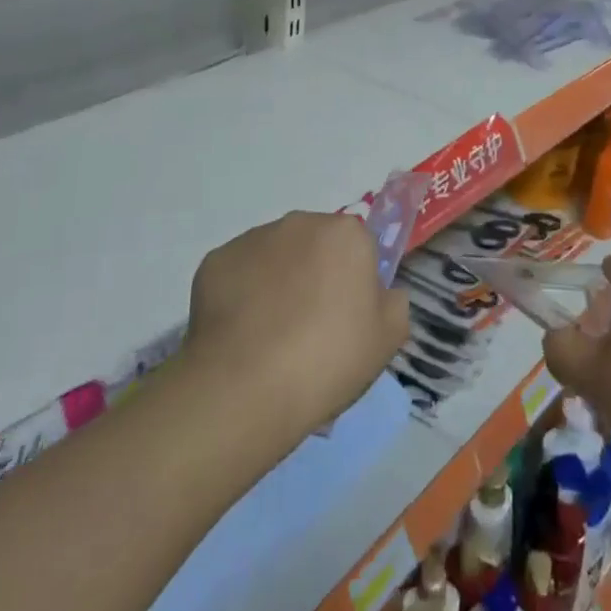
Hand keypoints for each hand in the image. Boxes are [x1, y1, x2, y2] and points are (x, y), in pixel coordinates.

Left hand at [182, 212, 409, 444]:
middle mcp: (300, 223)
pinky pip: (238, 274)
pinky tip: (241, 336)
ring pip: (274, 256)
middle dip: (314, 274)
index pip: (358, 246)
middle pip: (315, 245)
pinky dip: (241, 296)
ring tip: (270, 337)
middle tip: (310, 328)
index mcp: (345, 234)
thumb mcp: (388, 340)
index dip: (354, 281)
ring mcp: (253, 238)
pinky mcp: (216, 260)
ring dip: (277, 282)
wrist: (245, 387)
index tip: (347, 317)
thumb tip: (381, 293)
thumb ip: (394, 303)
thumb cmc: (327, 359)